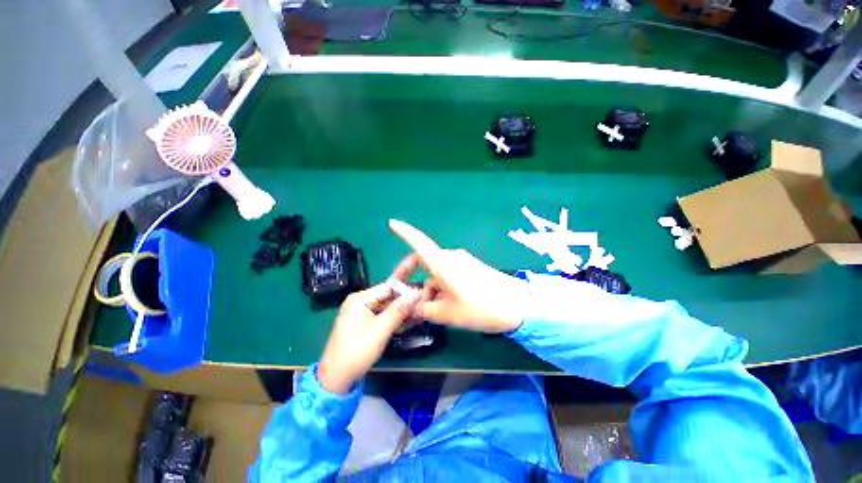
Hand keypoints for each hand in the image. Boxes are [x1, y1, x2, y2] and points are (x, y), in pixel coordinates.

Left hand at [318, 281, 419, 393]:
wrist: (335, 378)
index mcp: (360, 298)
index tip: (423, 295)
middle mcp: (359, 301)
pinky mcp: (362, 323)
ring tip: (418, 315)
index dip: (406, 290)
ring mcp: (360, 312)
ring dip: (401, 311)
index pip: (388, 287)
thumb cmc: (357, 351)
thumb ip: (399, 310)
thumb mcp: (381, 329)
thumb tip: (417, 293)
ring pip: (386, 307)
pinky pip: (381, 315)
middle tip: (422, 307)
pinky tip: (407, 322)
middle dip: (405, 302)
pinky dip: (393, 319)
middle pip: (387, 297)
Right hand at [389, 219, 528, 333]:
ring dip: (430, 288)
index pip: (418, 242)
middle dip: (413, 277)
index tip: (391, 223)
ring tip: (433, 310)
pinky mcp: (472, 268)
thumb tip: (416, 306)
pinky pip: (450, 275)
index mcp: (442, 263)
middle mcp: (451, 258)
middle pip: (424, 262)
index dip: (404, 232)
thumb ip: (426, 309)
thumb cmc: (480, 307)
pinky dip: (442, 287)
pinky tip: (447, 305)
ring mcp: (463, 262)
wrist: (518, 306)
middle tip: (407, 296)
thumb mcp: (447, 313)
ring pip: (437, 272)